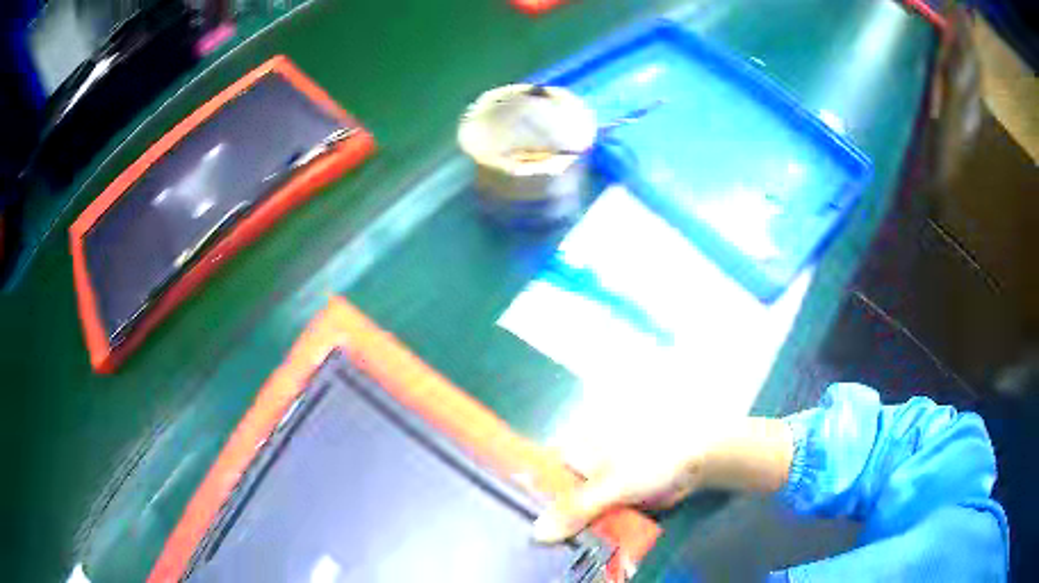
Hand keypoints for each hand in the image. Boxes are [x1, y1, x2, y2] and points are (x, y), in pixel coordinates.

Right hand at [533, 418, 793, 543]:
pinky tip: (574, 548)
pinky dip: (585, 531)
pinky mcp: (614, 499)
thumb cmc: (653, 458)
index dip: (521, 492)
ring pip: (571, 509)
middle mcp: (580, 464)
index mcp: (573, 445)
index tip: (509, 517)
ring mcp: (598, 483)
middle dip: (542, 516)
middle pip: (551, 494)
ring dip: (563, 528)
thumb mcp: (611, 483)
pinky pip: (592, 518)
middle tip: (526, 541)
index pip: (535, 470)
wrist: (698, 462)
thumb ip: (576, 508)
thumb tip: (537, 533)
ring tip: (545, 550)